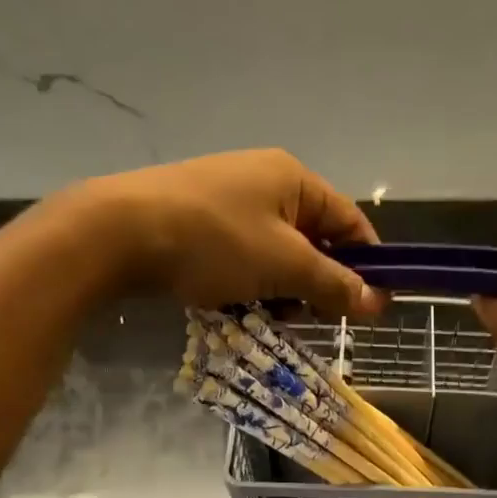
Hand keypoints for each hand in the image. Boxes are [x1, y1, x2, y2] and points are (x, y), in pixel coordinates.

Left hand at [47, 149, 389, 318]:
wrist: (118, 233)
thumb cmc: (214, 242)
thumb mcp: (284, 266)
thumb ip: (334, 283)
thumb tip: (378, 302)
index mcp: (294, 179)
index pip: (350, 222)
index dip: (367, 265)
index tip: (373, 308)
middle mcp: (266, 182)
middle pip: (314, 241)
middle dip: (316, 284)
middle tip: (308, 318)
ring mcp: (229, 201)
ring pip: (277, 257)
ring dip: (281, 291)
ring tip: (265, 315)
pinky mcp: (201, 223)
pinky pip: (244, 259)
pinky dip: (248, 285)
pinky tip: (234, 306)